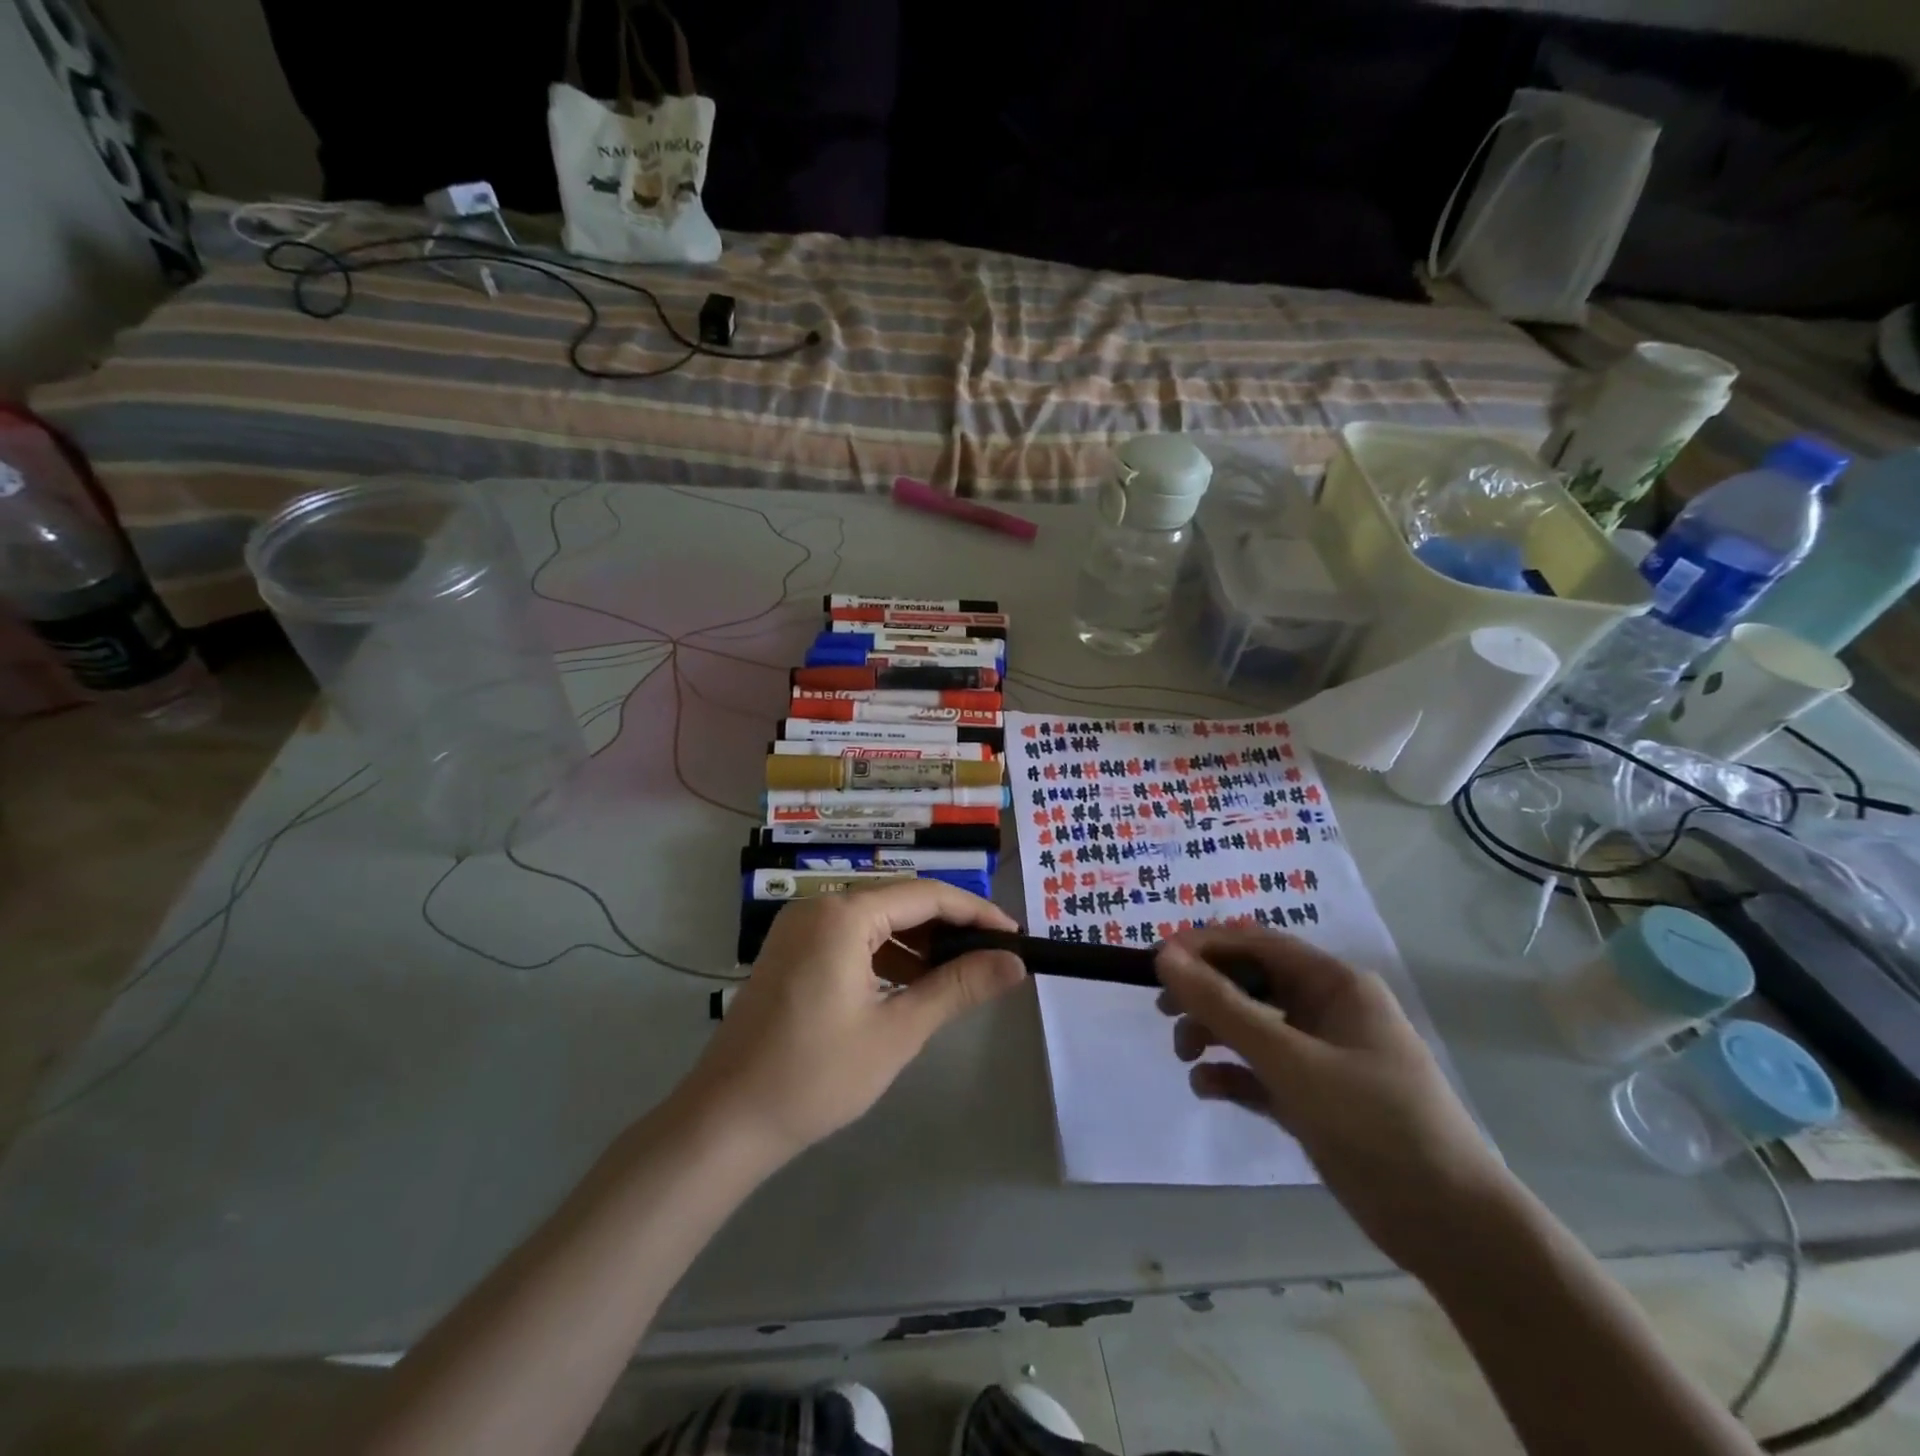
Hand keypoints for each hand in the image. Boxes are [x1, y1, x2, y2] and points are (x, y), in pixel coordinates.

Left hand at [675, 883, 1026, 1165]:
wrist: (726, 1121)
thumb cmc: (816, 1076)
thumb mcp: (897, 1031)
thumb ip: (958, 988)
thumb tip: (1014, 963)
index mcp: (843, 914)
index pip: (926, 894)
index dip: (975, 912)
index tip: (1014, 937)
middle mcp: (819, 906)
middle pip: (900, 901)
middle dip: (949, 927)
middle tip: (993, 956)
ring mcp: (800, 928)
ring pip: (876, 920)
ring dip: (919, 942)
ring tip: (960, 974)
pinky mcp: (791, 952)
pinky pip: (851, 938)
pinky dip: (886, 955)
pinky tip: (911, 984)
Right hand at [1155, 927, 1513, 1279]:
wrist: (1452, 1227)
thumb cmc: (1375, 1122)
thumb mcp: (1291, 1060)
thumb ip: (1223, 1007)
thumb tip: (1165, 957)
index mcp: (1334, 984)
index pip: (1256, 943)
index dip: (1203, 946)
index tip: (1156, 963)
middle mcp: (1327, 1010)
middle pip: (1250, 982)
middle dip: (1205, 993)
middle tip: (1163, 1011)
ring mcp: (1322, 1055)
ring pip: (1252, 1026)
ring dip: (1213, 1033)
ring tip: (1185, 1056)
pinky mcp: (1314, 1098)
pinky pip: (1260, 1071)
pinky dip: (1231, 1074)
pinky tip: (1208, 1089)